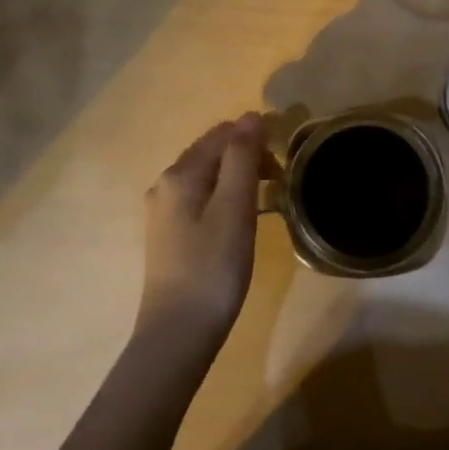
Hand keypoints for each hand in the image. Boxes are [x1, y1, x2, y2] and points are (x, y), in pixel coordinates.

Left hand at [140, 113, 265, 338]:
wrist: (178, 334)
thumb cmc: (212, 267)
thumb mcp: (234, 208)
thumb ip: (242, 157)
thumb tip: (251, 115)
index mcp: (179, 174)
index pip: (222, 134)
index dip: (255, 138)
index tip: (285, 162)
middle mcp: (164, 185)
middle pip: (211, 152)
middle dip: (246, 156)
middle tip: (279, 181)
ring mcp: (163, 212)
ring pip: (207, 176)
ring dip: (237, 177)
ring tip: (265, 199)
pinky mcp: (168, 235)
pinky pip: (201, 198)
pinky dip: (225, 197)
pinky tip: (240, 220)